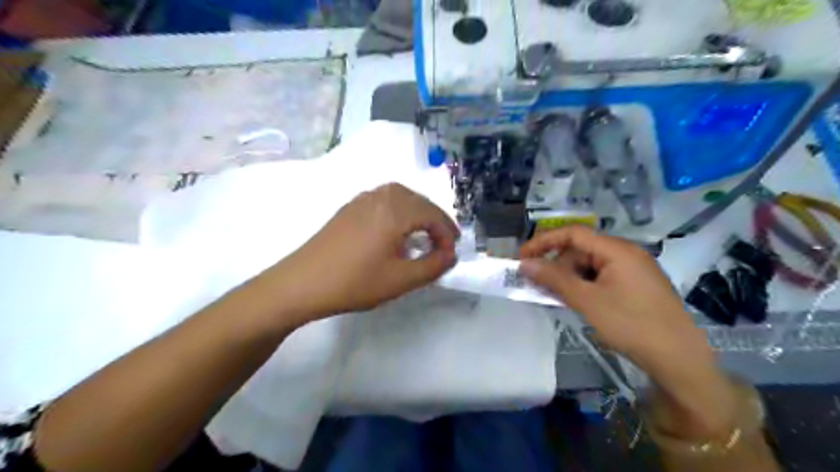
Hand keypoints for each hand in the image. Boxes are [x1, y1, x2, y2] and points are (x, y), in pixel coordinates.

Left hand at [261, 182, 458, 322]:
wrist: (302, 283)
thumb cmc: (355, 282)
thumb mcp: (401, 280)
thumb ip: (433, 266)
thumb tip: (450, 255)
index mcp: (395, 210)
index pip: (433, 214)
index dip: (447, 234)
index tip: (451, 254)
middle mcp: (380, 197)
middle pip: (419, 200)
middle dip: (435, 220)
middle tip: (443, 243)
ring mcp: (361, 199)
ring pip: (401, 196)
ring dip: (418, 212)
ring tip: (423, 234)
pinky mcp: (349, 208)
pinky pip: (384, 200)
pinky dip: (399, 210)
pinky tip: (395, 230)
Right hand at [519, 226, 736, 439]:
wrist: (679, 359)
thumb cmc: (631, 325)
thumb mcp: (587, 301)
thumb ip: (554, 279)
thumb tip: (524, 264)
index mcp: (617, 250)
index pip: (573, 233)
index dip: (544, 242)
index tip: (522, 257)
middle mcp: (626, 253)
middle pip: (581, 249)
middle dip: (557, 265)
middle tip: (539, 285)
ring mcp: (634, 269)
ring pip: (590, 264)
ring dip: (569, 277)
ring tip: (556, 296)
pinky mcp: (636, 285)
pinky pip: (602, 276)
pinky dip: (584, 285)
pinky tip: (578, 301)